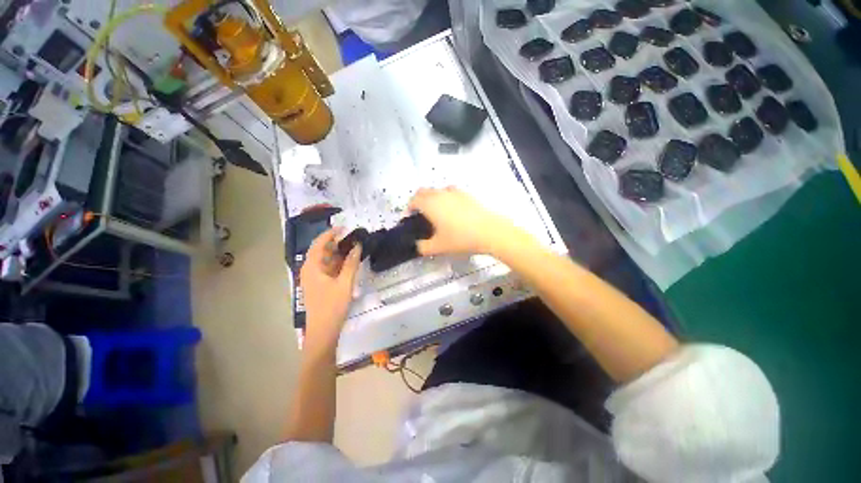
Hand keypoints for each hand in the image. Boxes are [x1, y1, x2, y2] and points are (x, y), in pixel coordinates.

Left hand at [300, 228, 361, 348]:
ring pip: (326, 260)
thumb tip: (357, 246)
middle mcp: (310, 270)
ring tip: (353, 246)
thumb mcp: (344, 283)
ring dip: (338, 253)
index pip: (319, 244)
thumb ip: (351, 264)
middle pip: (322, 251)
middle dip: (336, 242)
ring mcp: (315, 278)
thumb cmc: (332, 306)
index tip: (344, 227)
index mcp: (312, 267)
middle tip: (352, 237)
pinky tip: (350, 261)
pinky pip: (329, 269)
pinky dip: (338, 263)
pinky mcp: (320, 285)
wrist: (323, 331)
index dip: (330, 233)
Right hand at [408, 187, 517, 255]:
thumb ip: (423, 247)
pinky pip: (451, 192)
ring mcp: (455, 192)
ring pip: (437, 190)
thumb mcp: (438, 247)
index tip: (409, 218)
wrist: (489, 232)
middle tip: (420, 215)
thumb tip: (418, 246)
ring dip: (432, 197)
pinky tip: (452, 210)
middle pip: (424, 191)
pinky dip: (446, 197)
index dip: (408, 208)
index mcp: (430, 204)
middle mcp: (440, 194)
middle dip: (418, 201)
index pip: (413, 200)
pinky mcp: (467, 195)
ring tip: (435, 211)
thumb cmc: (460, 238)